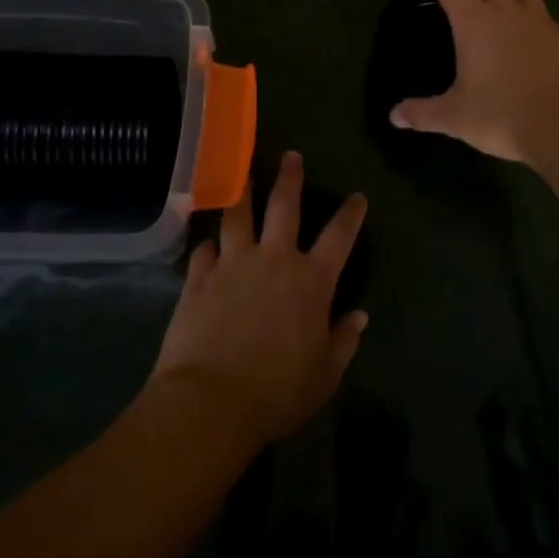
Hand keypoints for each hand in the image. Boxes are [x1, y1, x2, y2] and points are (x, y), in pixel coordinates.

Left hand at [151, 151, 367, 450]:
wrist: (210, 402)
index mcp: (311, 281)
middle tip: (291, 155)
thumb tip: (359, 316)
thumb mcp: (324, 375)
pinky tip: (207, 243)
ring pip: (238, 215)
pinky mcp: (199, 277)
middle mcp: (274, 259)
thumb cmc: (277, 392)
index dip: (351, 215)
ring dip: (242, 191)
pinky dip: (208, 245)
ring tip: (240, 173)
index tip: (358, 197)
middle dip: (290, 178)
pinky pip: (204, 250)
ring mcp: (233, 263)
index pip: (339, 237)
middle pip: (284, 206)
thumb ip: (343, 341)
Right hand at [389, 0, 558, 165]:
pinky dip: (531, 21)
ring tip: (495, 7)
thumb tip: (395, 116)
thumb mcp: (456, 118)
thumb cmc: (505, 115)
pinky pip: (546, 20)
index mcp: (475, 22)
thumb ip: (423, 113)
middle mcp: (509, 13)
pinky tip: (531, 42)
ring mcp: (544, 24)